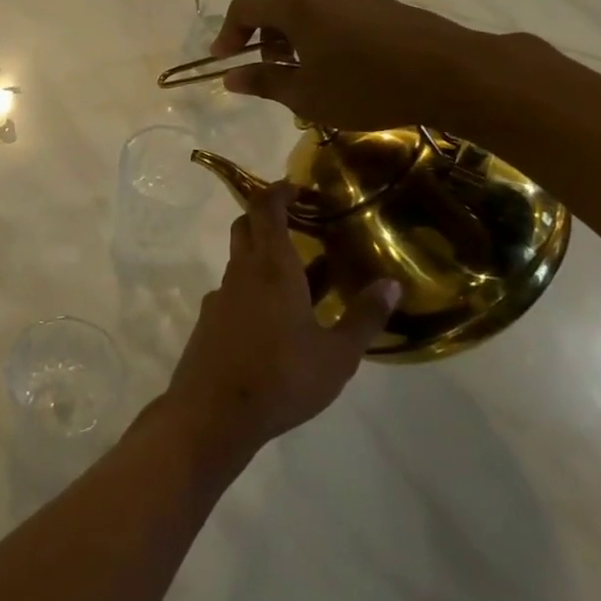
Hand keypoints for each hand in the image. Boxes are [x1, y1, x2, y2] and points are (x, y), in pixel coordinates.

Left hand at [163, 184, 400, 464]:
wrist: (213, 412)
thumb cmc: (282, 377)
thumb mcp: (337, 355)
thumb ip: (364, 317)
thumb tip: (392, 284)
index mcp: (272, 268)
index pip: (266, 209)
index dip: (278, 191)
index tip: (297, 188)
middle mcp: (240, 273)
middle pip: (246, 227)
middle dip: (268, 217)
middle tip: (300, 225)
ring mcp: (219, 297)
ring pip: (239, 261)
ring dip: (263, 257)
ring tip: (299, 279)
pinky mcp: (208, 322)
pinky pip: (232, 291)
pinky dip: (252, 289)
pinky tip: (273, 321)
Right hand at [211, 0, 504, 131]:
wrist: (449, 72)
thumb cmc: (365, 86)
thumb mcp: (306, 94)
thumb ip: (263, 81)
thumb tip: (230, 77)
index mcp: (293, 2)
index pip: (243, 9)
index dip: (227, 35)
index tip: (223, 62)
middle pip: (273, 4)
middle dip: (261, 38)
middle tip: (265, 72)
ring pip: (303, 7)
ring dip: (290, 36)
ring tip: (300, 72)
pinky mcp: (376, 0)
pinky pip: (330, 10)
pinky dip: (317, 32)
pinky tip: (334, 64)